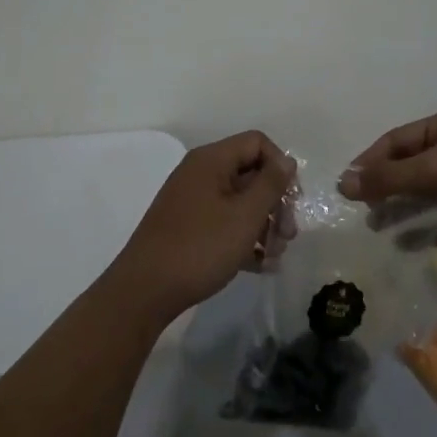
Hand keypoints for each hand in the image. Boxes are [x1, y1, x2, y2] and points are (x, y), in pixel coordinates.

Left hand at [110, 131, 296, 322]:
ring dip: (264, 225)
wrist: (144, 292)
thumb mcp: (245, 216)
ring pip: (240, 202)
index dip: (280, 166)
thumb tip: (288, 161)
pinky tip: (259, 266)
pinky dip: (244, 238)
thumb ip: (271, 184)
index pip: (257, 143)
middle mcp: (201, 174)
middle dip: (275, 203)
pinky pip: (225, 222)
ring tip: (274, 256)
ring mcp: (193, 201)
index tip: (292, 199)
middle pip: (251, 173)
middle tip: (288, 235)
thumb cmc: (200, 247)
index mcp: (211, 160)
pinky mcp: (188, 228)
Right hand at [341, 109, 436, 256]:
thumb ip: (388, 177)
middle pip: (409, 166)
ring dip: (401, 209)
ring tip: (377, 229)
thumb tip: (343, 182)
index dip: (370, 161)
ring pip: (424, 193)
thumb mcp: (433, 172)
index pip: (396, 140)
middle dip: (384, 187)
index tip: (347, 187)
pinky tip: (407, 245)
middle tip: (361, 211)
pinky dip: (425, 229)